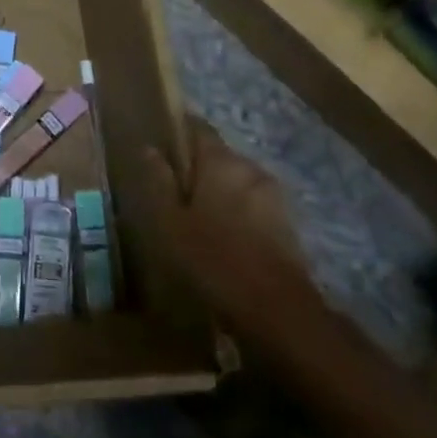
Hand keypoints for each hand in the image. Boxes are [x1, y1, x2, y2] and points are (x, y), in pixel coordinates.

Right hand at [145, 117, 316, 336]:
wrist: (277, 310)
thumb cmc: (213, 259)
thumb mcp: (170, 222)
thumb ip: (159, 181)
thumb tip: (150, 149)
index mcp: (221, 161)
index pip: (198, 127)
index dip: (177, 132)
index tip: (159, 147)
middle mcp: (251, 168)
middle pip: (218, 156)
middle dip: (196, 169)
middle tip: (172, 193)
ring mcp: (273, 195)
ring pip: (236, 182)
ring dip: (217, 193)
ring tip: (195, 221)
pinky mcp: (286, 223)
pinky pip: (251, 206)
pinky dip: (235, 214)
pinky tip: (221, 241)